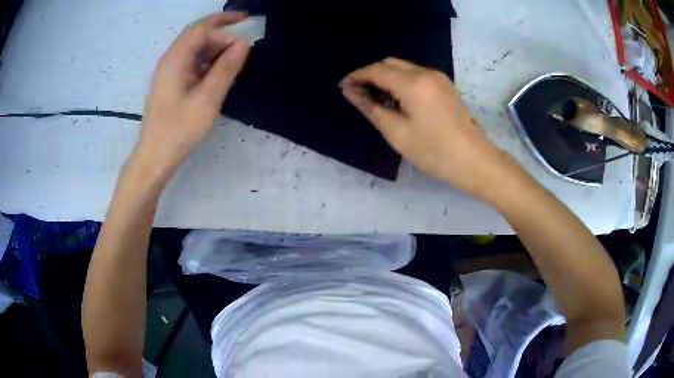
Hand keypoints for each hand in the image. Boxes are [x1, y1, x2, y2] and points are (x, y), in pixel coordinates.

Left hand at [133, 13, 249, 180]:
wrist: (154, 158)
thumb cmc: (178, 131)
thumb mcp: (207, 99)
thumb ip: (226, 68)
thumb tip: (244, 43)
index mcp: (175, 59)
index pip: (202, 30)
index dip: (225, 27)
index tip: (246, 40)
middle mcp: (170, 60)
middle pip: (197, 35)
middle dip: (221, 33)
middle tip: (244, 43)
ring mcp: (170, 72)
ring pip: (196, 49)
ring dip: (216, 48)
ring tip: (236, 59)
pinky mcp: (172, 83)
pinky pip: (193, 63)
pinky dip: (209, 62)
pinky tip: (221, 72)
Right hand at [342, 58, 514, 200]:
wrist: (474, 161)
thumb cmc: (433, 152)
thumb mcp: (397, 133)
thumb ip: (371, 108)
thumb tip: (350, 91)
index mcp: (413, 83)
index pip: (377, 70)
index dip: (357, 76)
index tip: (343, 87)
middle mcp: (426, 72)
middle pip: (390, 63)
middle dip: (371, 74)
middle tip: (359, 95)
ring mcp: (438, 78)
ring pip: (404, 68)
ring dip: (386, 78)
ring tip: (376, 99)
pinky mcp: (445, 86)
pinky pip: (416, 75)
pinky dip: (401, 82)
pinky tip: (398, 100)